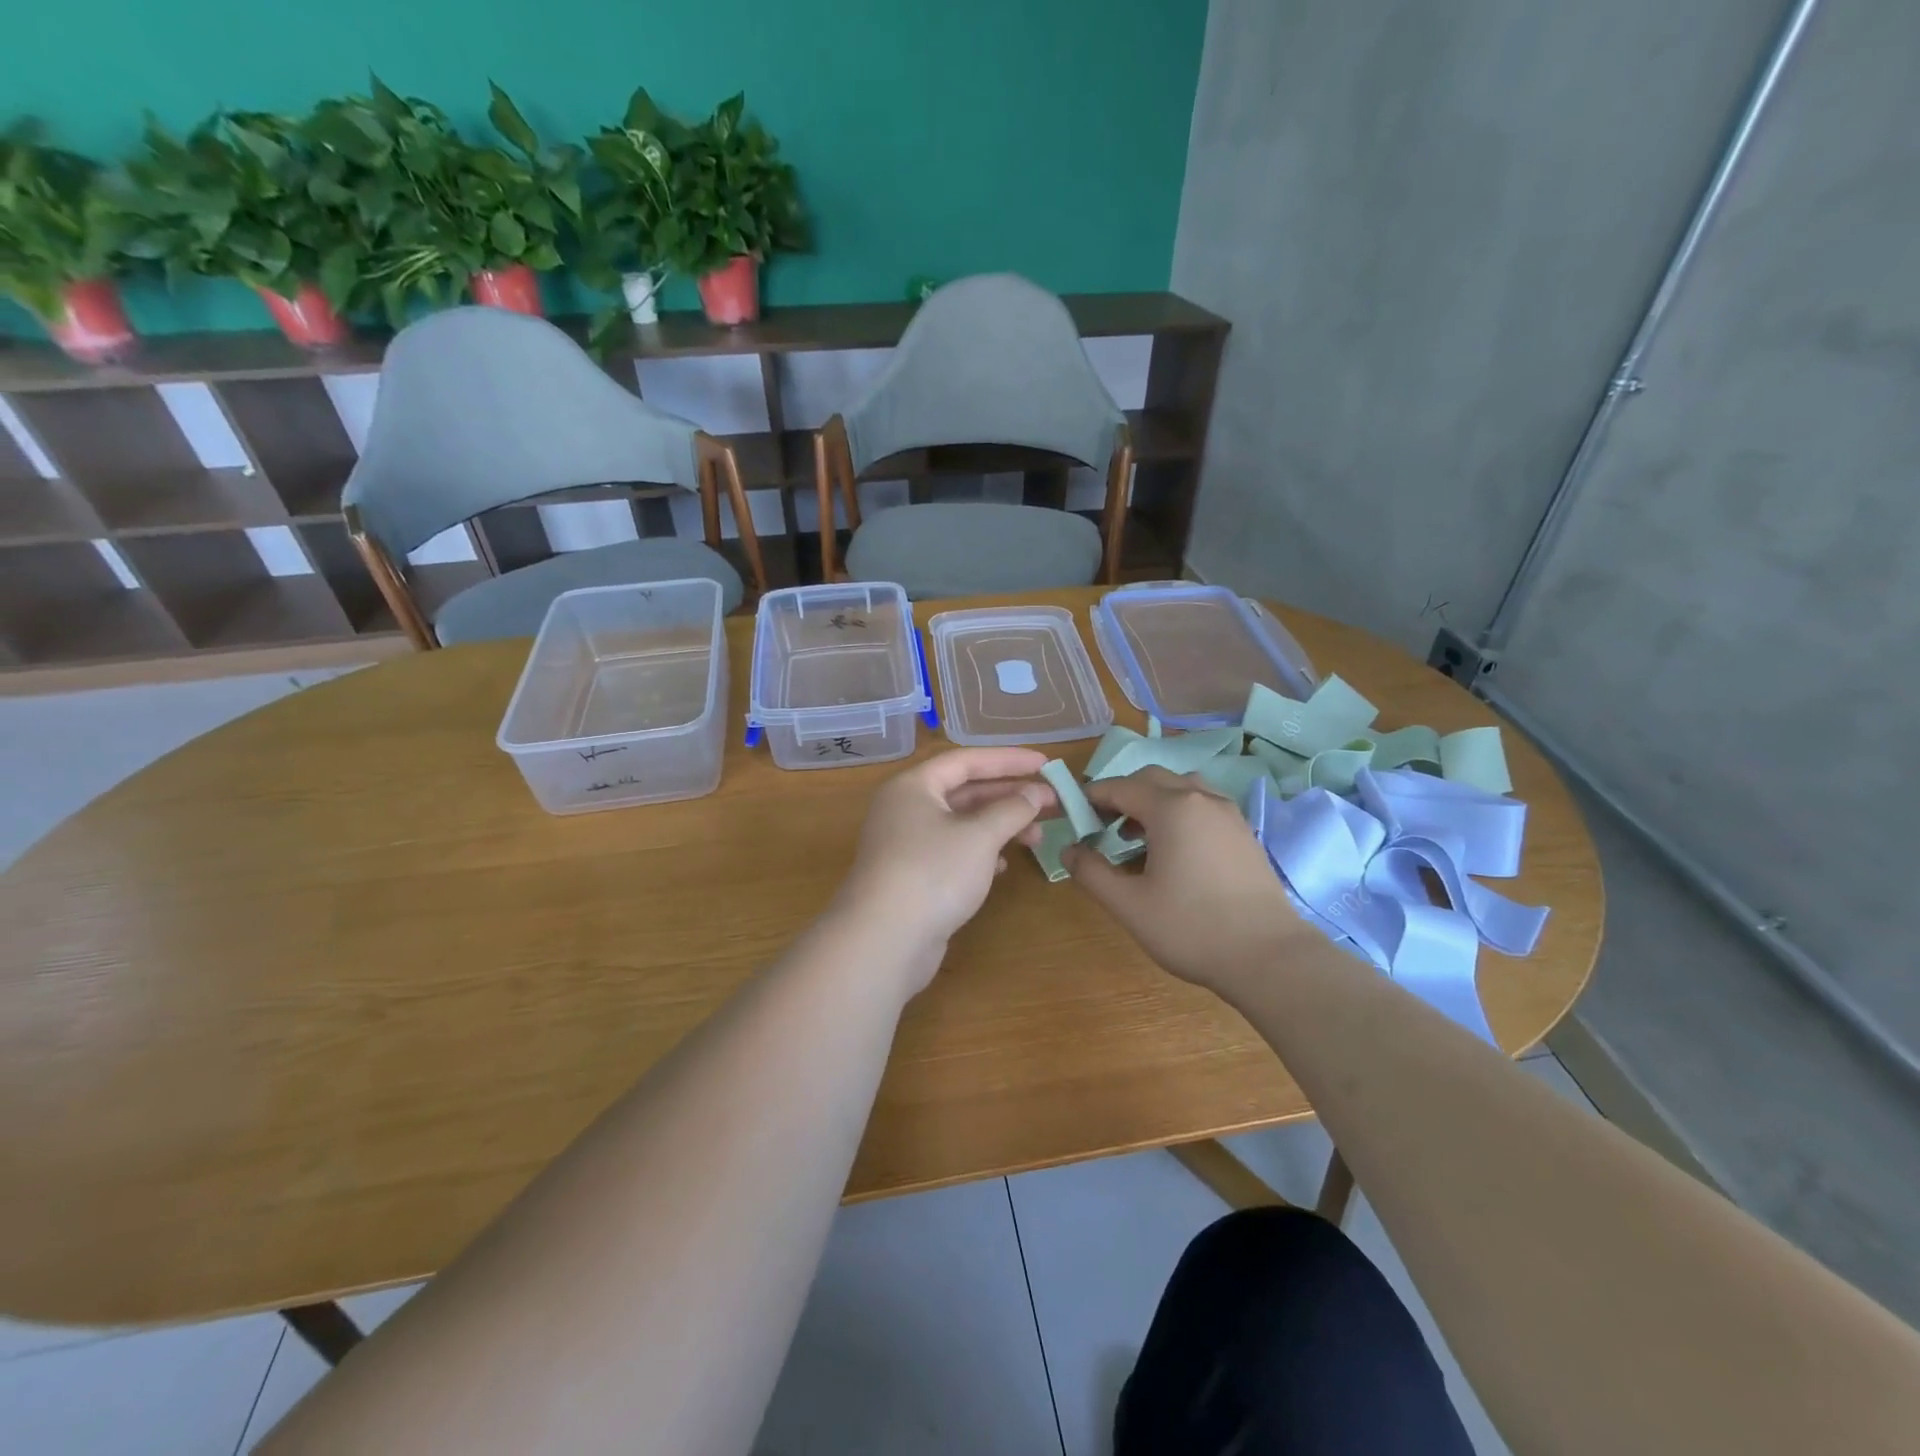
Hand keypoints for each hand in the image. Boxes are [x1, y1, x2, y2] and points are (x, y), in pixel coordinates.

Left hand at [832, 748, 1055, 993]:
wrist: (884, 941)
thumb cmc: (933, 873)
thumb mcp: (980, 836)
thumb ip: (1012, 809)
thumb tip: (1036, 794)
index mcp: (914, 786)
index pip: (967, 760)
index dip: (1009, 759)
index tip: (1046, 763)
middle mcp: (906, 808)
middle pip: (965, 791)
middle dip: (1009, 796)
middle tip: (1051, 802)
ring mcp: (907, 844)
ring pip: (961, 824)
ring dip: (1000, 826)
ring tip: (1037, 837)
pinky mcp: (912, 876)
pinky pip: (953, 851)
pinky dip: (981, 852)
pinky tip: (1003, 865)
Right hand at [1062, 767, 1309, 994]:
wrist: (1269, 956)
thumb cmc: (1191, 928)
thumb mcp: (1129, 904)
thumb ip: (1091, 872)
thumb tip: (1068, 850)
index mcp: (1172, 808)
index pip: (1120, 787)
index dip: (1092, 798)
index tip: (1073, 817)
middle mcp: (1201, 799)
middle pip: (1152, 779)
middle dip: (1122, 795)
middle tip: (1102, 827)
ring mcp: (1229, 814)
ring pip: (1182, 788)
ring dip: (1153, 802)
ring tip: (1137, 838)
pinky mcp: (1244, 833)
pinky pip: (1203, 805)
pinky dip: (1180, 813)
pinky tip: (1174, 851)